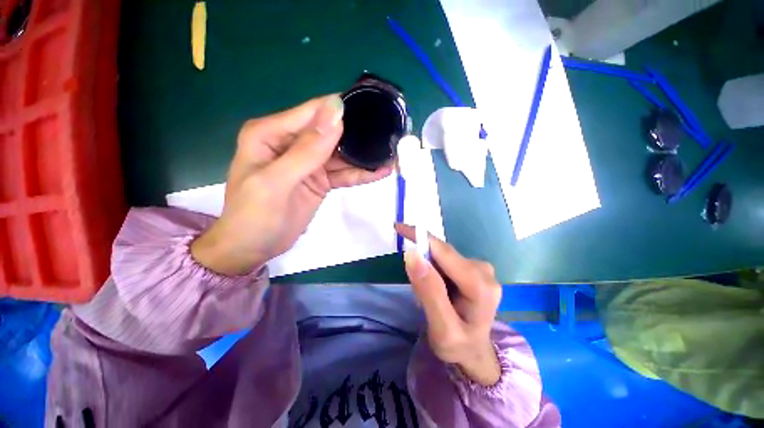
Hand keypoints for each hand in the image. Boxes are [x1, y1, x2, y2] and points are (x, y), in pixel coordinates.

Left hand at [191, 95, 392, 274]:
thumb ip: (307, 149)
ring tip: (390, 155)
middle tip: (388, 136)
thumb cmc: (254, 215)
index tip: (373, 112)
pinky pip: (343, 173)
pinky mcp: (320, 180)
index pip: (313, 113)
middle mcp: (291, 142)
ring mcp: (308, 162)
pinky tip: (380, 172)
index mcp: (272, 133)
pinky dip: (360, 174)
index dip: (342, 112)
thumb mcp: (278, 181)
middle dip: (358, 134)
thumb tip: (336, 110)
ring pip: (341, 154)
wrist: (253, 248)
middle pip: (331, 131)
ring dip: (364, 156)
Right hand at [395, 223, 502, 385]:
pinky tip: (435, 288)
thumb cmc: (458, 346)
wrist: (475, 353)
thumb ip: (428, 291)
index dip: (420, 237)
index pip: (443, 251)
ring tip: (424, 294)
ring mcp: (480, 268)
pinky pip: (446, 260)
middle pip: (443, 252)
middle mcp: (483, 270)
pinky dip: (433, 268)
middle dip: (422, 257)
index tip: (398, 228)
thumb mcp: (441, 328)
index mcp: (480, 285)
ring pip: (443, 255)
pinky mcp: (474, 269)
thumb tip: (412, 254)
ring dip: (427, 265)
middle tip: (412, 285)